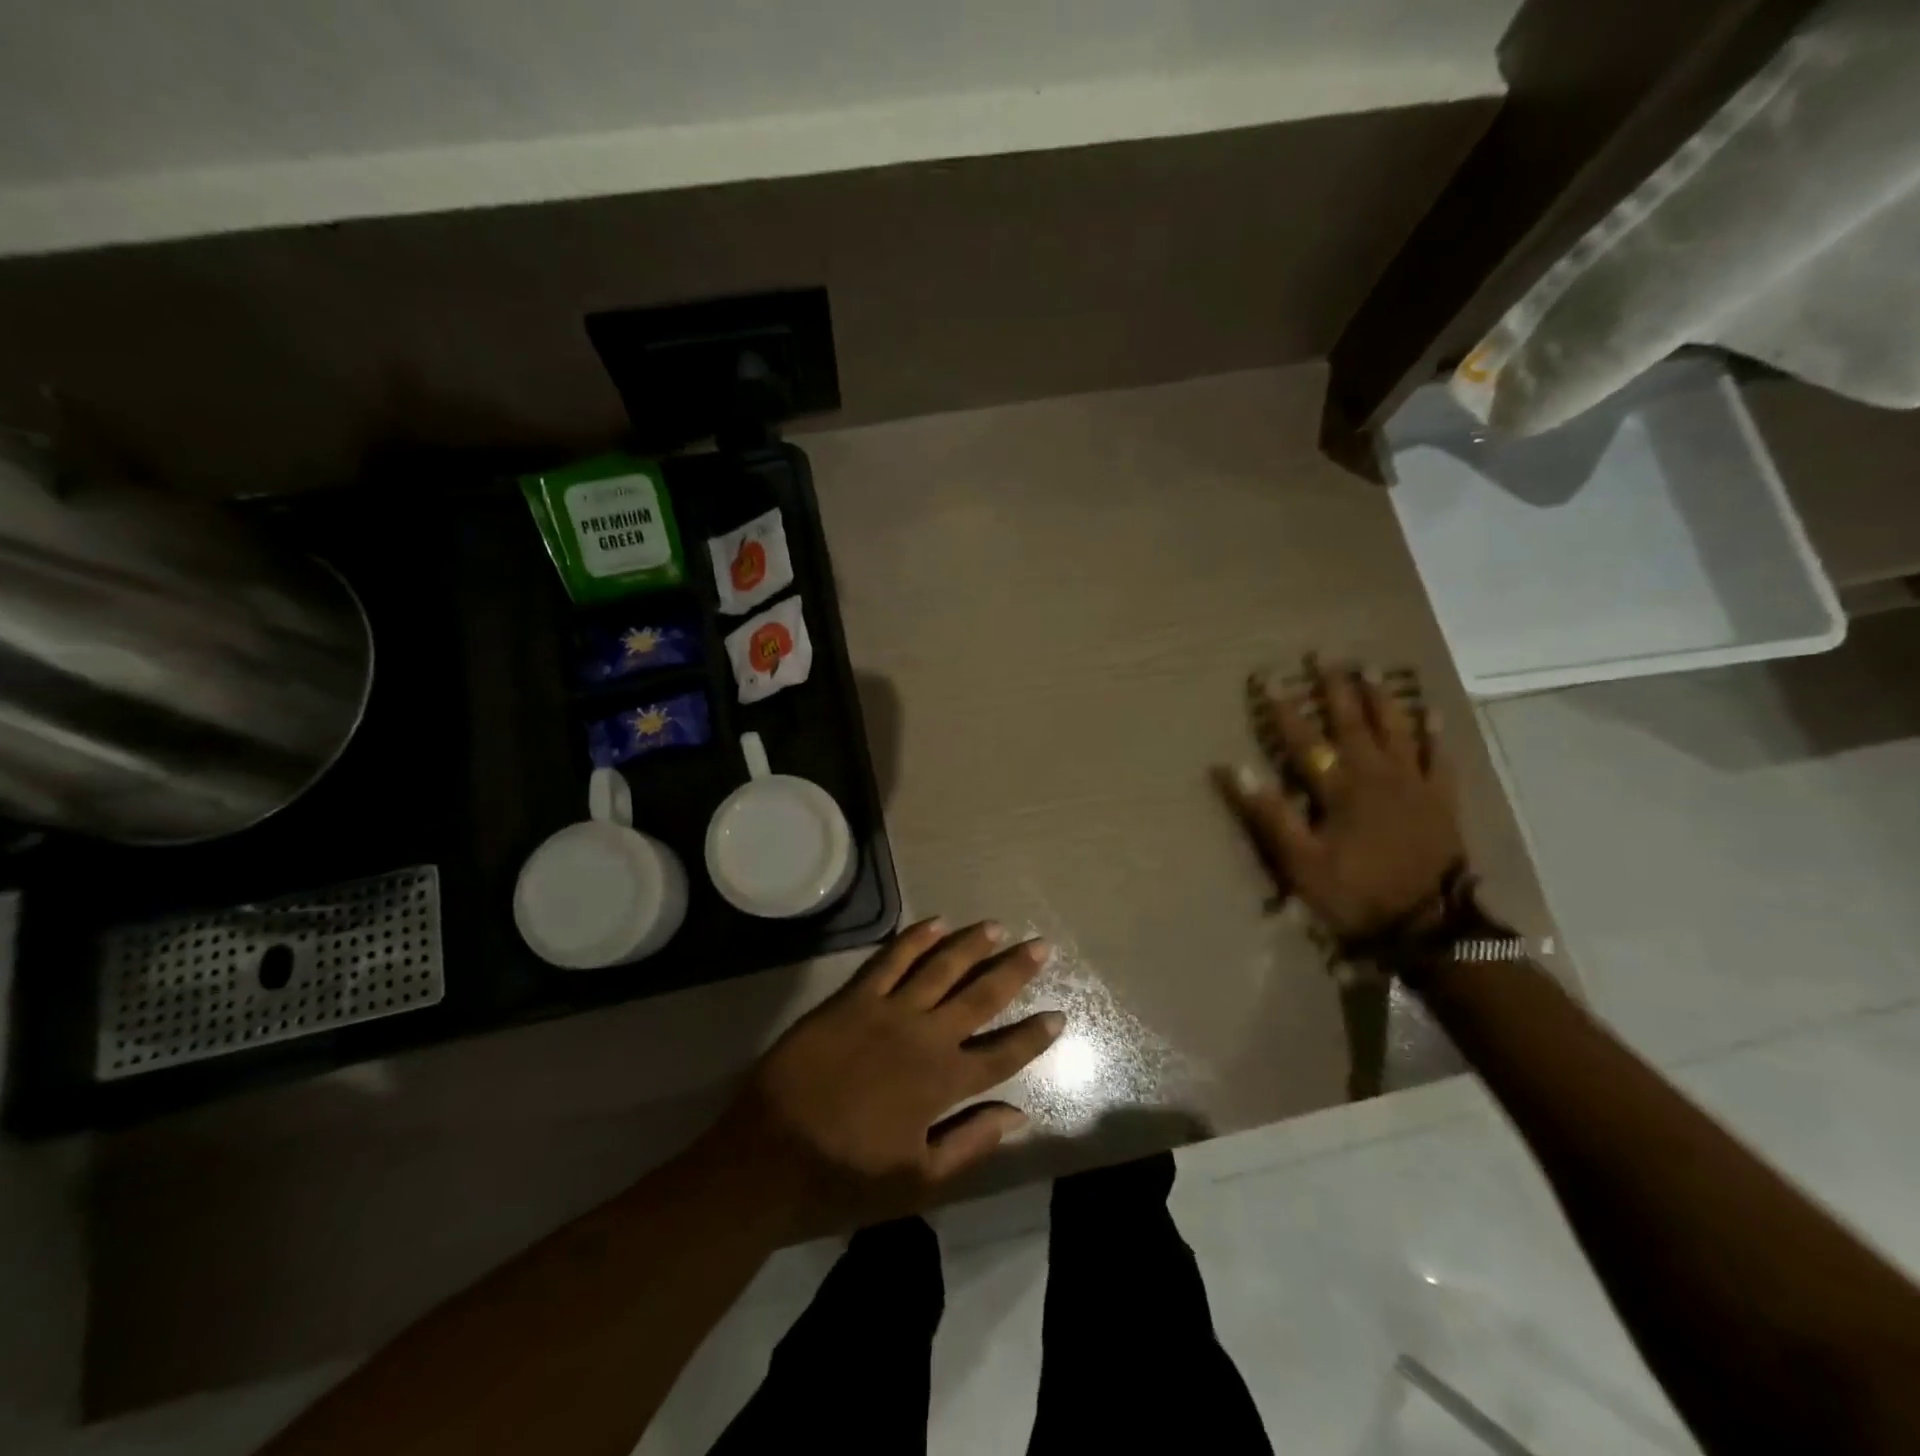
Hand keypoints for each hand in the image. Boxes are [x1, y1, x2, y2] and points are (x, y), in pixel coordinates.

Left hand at [705, 919, 1062, 1236]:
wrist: (770, 1153)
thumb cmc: (845, 1175)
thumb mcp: (918, 1179)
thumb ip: (972, 1143)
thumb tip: (1020, 1116)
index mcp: (944, 1084)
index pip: (1003, 1053)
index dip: (1034, 1036)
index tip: (1058, 1015)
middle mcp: (925, 1037)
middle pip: (980, 996)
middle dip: (1015, 971)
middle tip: (1041, 946)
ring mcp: (888, 1011)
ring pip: (941, 967)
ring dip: (972, 945)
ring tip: (997, 927)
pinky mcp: (853, 998)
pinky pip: (891, 958)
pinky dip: (915, 938)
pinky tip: (936, 922)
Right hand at [1217, 656, 1465, 937]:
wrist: (1428, 926)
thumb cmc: (1355, 893)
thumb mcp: (1299, 861)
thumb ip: (1268, 813)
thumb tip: (1232, 767)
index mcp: (1339, 788)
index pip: (1303, 739)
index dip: (1282, 708)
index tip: (1266, 678)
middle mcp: (1376, 774)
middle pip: (1352, 722)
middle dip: (1335, 688)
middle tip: (1324, 656)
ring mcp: (1414, 784)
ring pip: (1397, 729)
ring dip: (1381, 698)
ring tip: (1371, 669)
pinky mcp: (1441, 799)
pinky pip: (1440, 757)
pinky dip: (1435, 734)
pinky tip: (1432, 713)